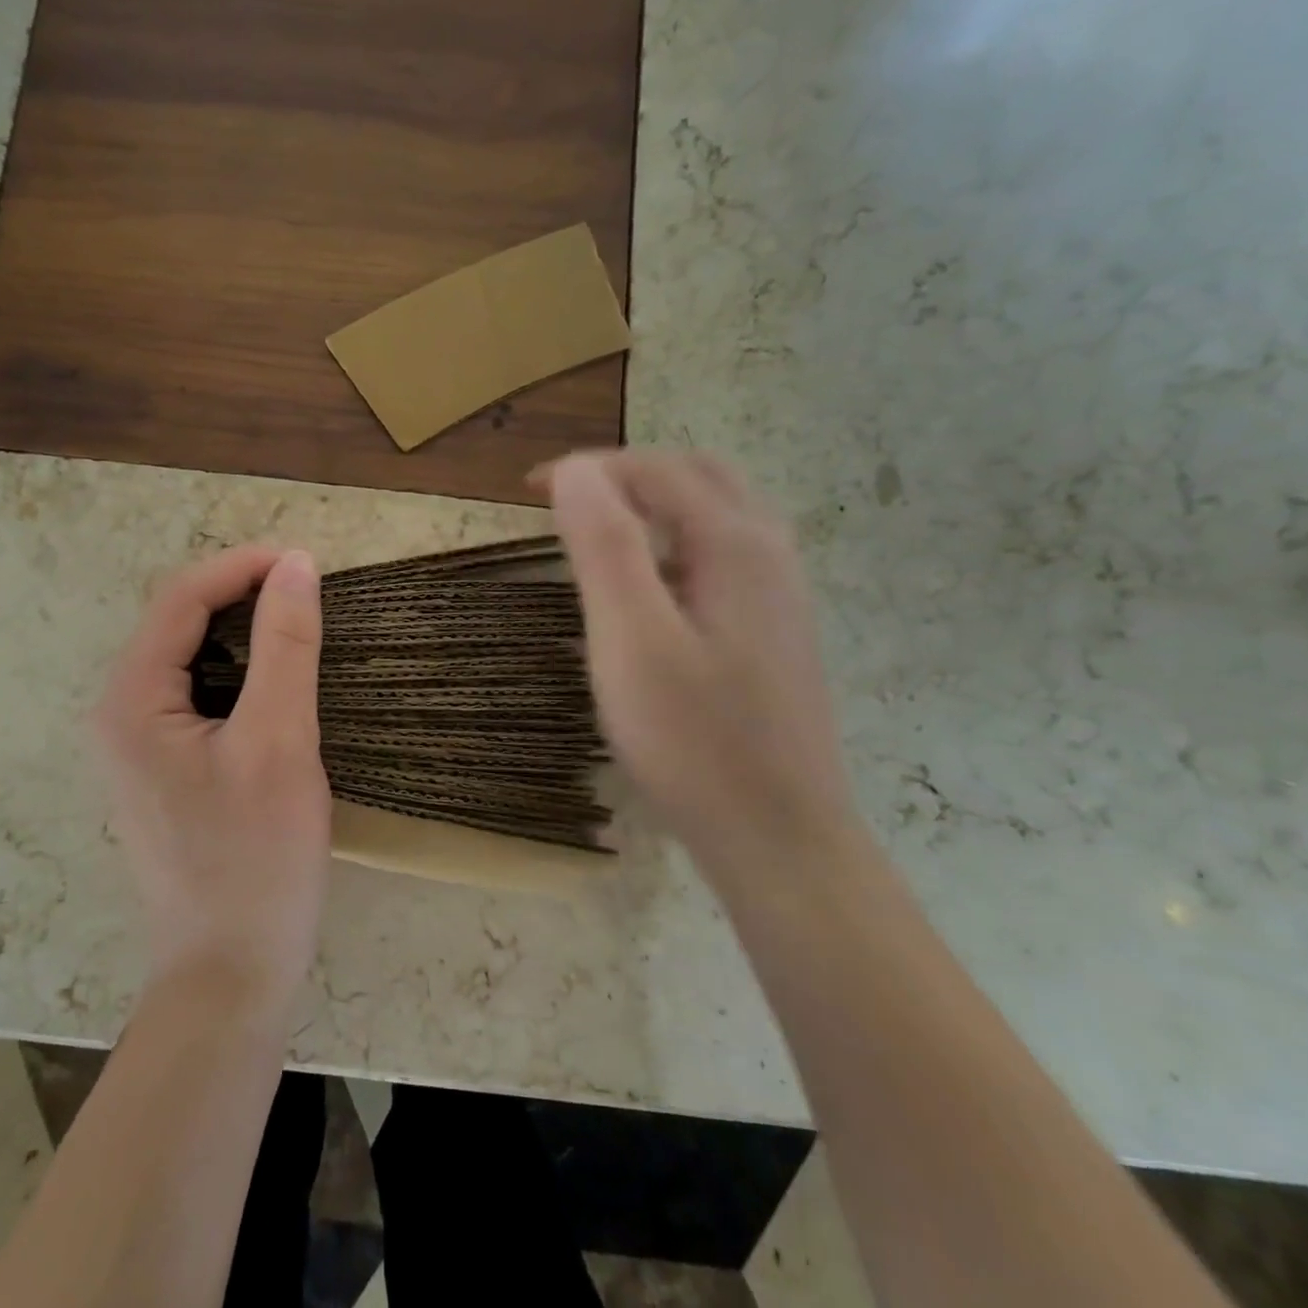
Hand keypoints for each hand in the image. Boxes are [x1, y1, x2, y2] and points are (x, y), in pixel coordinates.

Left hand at [95, 547, 330, 1018]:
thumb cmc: (254, 861)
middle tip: (309, 595)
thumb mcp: (279, 742)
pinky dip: (240, 674)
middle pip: (179, 624)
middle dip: (242, 597)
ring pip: (191, 660)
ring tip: (301, 628)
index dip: (243, 567)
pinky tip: (278, 683)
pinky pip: (198, 697)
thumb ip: (286, 646)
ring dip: (244, 634)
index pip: (181, 599)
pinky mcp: (164, 771)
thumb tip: (297, 566)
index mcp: (130, 700)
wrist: (230, 975)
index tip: (308, 562)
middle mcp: (119, 714)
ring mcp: (137, 746)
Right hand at [545, 450, 855, 877]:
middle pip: (697, 477)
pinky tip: (647, 588)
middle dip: (627, 474)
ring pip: (716, 515)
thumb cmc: (694, 741)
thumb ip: (604, 545)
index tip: (529, 491)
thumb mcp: (631, 639)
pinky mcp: (773, 632)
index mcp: (735, 545)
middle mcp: (768, 554)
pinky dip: (674, 543)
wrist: (779, 837)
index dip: (588, 469)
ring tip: (597, 532)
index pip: (655, 471)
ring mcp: (779, 595)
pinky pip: (722, 557)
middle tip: (567, 500)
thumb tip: (577, 471)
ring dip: (653, 504)